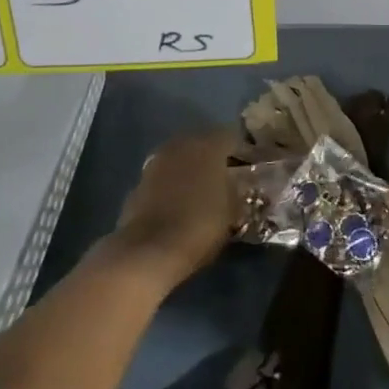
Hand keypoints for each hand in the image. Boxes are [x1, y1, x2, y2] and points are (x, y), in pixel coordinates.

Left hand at [114, 131, 240, 288]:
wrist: (149, 252)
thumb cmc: (200, 226)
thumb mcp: (233, 211)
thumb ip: (237, 190)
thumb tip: (238, 185)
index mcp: (209, 144)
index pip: (232, 136)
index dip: (242, 151)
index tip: (250, 167)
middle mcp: (182, 144)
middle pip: (203, 143)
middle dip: (214, 157)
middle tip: (226, 177)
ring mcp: (157, 161)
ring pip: (181, 158)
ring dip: (191, 170)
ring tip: (202, 191)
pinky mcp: (138, 182)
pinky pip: (163, 177)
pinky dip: (172, 185)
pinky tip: (179, 204)